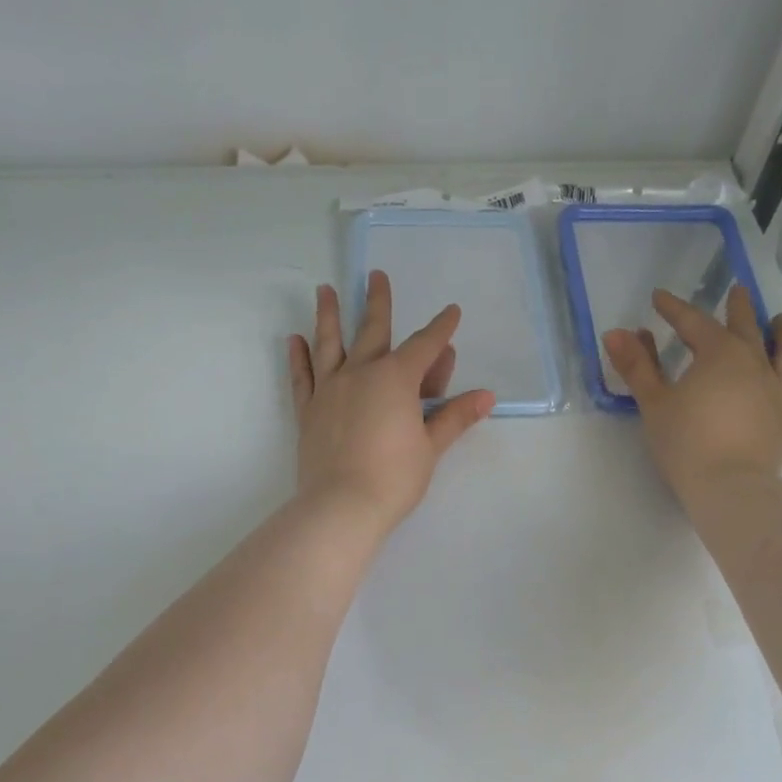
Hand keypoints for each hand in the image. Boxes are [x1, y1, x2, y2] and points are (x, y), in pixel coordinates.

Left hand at [288, 271, 494, 533]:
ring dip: (329, 315)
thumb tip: (486, 396)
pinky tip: (294, 340)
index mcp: (396, 379)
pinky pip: (302, 377)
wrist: (342, 506)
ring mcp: (330, 390)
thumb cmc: (395, 477)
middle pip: (372, 330)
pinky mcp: (308, 411)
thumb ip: (454, 417)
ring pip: (330, 344)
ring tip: (325, 289)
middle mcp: (361, 373)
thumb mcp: (431, 447)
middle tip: (376, 275)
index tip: (451, 312)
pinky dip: (298, 357)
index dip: (441, 329)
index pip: (425, 346)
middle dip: (378, 302)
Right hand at [603, 287, 781, 504]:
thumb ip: (636, 366)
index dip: (674, 308)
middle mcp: (754, 364)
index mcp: (718, 354)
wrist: (728, 486)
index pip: (692, 322)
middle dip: (738, 308)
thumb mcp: (653, 403)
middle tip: (737, 291)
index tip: (659, 298)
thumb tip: (616, 332)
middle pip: (746, 328)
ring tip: (781, 320)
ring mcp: (778, 392)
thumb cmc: (684, 443)